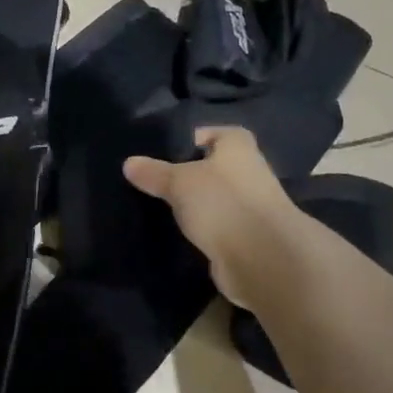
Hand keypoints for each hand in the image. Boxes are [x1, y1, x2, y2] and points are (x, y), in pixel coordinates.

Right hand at [124, 128, 301, 307]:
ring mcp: (249, 206)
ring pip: (214, 198)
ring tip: (158, 208)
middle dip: (187, 174)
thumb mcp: (179, 181)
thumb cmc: (222, 203)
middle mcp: (248, 171)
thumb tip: (129, 163)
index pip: (211, 133)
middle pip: (212, 167)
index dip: (188, 140)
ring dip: (194, 204)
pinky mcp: (245, 236)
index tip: (159, 153)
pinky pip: (216, 225)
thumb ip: (154, 172)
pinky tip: (177, 233)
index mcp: (238, 146)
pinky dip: (201, 228)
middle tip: (151, 181)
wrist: (262, 258)